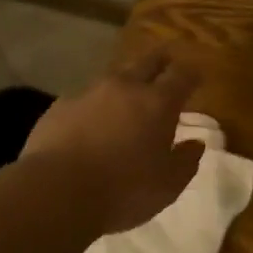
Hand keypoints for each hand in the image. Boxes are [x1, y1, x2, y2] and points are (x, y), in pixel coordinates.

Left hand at [22, 50, 204, 235]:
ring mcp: (89, 93)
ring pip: (114, 77)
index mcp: (158, 102)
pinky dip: (94, 106)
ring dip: (125, 84)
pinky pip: (84, 99)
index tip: (197, 76)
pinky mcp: (60, 106)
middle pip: (148, 61)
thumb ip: (186, 161)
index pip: (182, 75)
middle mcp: (125, 87)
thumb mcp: (168, 185)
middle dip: (161, 61)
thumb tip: (195, 144)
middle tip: (167, 65)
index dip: (192, 74)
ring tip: (127, 97)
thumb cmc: (123, 190)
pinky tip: (90, 123)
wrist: (55, 192)